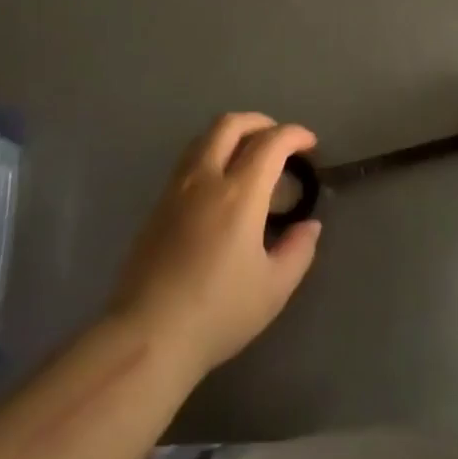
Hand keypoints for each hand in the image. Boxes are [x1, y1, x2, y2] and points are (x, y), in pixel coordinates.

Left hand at [109, 113, 321, 378]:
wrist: (147, 336)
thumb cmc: (217, 313)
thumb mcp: (274, 289)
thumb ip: (298, 250)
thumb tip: (309, 225)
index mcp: (240, 194)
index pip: (270, 142)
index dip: (295, 135)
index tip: (310, 145)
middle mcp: (206, 179)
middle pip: (230, 124)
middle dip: (260, 122)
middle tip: (279, 140)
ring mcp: (175, 189)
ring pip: (203, 138)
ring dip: (232, 134)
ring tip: (249, 156)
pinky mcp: (156, 206)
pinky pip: (188, 161)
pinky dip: (211, 154)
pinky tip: (220, 184)